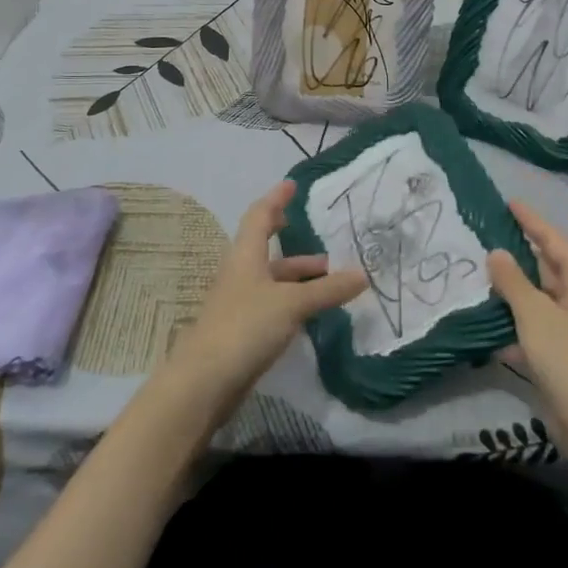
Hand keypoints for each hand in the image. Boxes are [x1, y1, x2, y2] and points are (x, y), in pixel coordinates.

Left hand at [166, 181, 365, 410]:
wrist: (204, 382)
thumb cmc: (245, 327)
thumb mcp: (292, 304)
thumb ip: (327, 289)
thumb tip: (363, 274)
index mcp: (246, 256)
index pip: (260, 216)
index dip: (276, 199)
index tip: (292, 185)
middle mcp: (241, 274)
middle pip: (269, 252)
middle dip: (298, 248)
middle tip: (328, 247)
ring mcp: (240, 304)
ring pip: (274, 282)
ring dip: (300, 279)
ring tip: (332, 283)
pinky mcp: (242, 331)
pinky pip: (273, 306)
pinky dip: (295, 303)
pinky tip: (314, 314)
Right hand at [488, 201, 567, 434]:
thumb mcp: (535, 313)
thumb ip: (512, 280)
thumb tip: (496, 253)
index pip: (554, 242)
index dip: (532, 221)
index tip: (510, 202)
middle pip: (547, 270)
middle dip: (518, 257)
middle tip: (486, 235)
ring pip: (538, 300)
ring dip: (512, 291)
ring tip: (478, 272)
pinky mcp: (563, 355)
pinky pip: (534, 328)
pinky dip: (514, 324)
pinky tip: (486, 320)